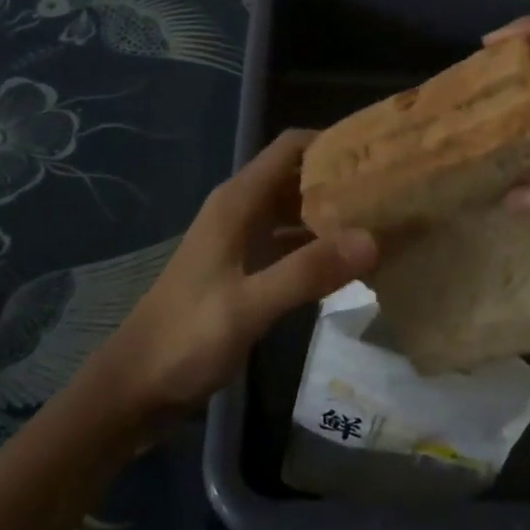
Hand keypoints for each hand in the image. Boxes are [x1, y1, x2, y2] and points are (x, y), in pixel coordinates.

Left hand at [90, 130, 376, 415]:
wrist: (135, 387)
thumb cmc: (186, 338)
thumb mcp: (249, 305)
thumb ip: (308, 272)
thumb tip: (372, 238)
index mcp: (238, 202)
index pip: (291, 148)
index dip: (332, 143)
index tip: (379, 155)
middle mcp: (241, 210)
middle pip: (297, 176)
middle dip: (341, 179)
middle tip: (394, 192)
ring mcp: (242, 241)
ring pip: (296, 211)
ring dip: (333, 214)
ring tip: (384, 222)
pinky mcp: (245, 270)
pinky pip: (290, 244)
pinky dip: (319, 246)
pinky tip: (352, 263)